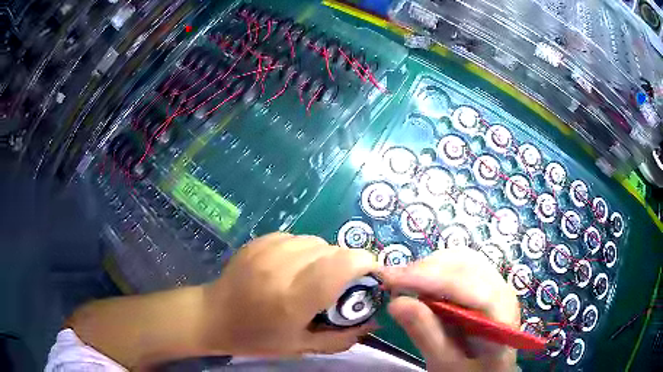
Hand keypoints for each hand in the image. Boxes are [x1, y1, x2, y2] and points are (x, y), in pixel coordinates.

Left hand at [201, 232, 378, 355]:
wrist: (213, 316)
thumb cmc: (257, 338)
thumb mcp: (302, 347)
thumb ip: (342, 336)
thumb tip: (374, 320)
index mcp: (292, 299)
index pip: (342, 264)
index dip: (365, 263)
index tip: (370, 276)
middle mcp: (281, 268)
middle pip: (333, 250)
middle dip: (345, 264)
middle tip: (337, 286)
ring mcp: (267, 250)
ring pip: (316, 241)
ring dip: (324, 257)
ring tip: (312, 277)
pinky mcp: (259, 241)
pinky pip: (297, 238)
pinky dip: (304, 251)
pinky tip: (292, 268)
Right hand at [379, 248, 518, 371]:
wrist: (489, 371)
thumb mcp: (446, 363)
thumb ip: (426, 335)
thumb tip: (396, 302)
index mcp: (499, 315)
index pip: (465, 286)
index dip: (426, 279)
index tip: (389, 279)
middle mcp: (502, 291)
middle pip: (464, 265)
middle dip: (425, 269)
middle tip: (391, 282)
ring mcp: (496, 284)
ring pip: (462, 260)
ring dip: (430, 266)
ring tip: (403, 282)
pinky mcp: (486, 284)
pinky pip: (462, 266)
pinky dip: (437, 269)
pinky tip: (422, 282)